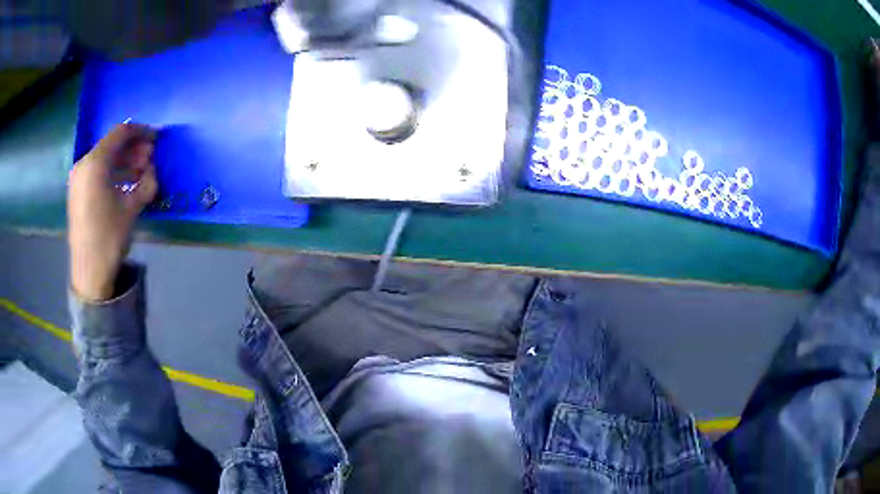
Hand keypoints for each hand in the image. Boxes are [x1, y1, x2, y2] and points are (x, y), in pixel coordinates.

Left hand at [68, 123, 157, 300]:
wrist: (89, 272)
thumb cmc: (109, 237)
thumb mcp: (132, 208)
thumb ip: (146, 182)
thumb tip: (152, 169)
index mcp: (95, 163)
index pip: (121, 133)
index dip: (141, 131)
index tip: (157, 138)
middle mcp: (84, 164)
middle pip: (112, 144)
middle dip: (133, 148)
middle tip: (150, 157)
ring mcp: (78, 178)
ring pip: (104, 158)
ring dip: (124, 161)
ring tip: (141, 171)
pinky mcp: (77, 191)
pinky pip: (97, 171)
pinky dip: (112, 171)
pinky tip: (125, 182)